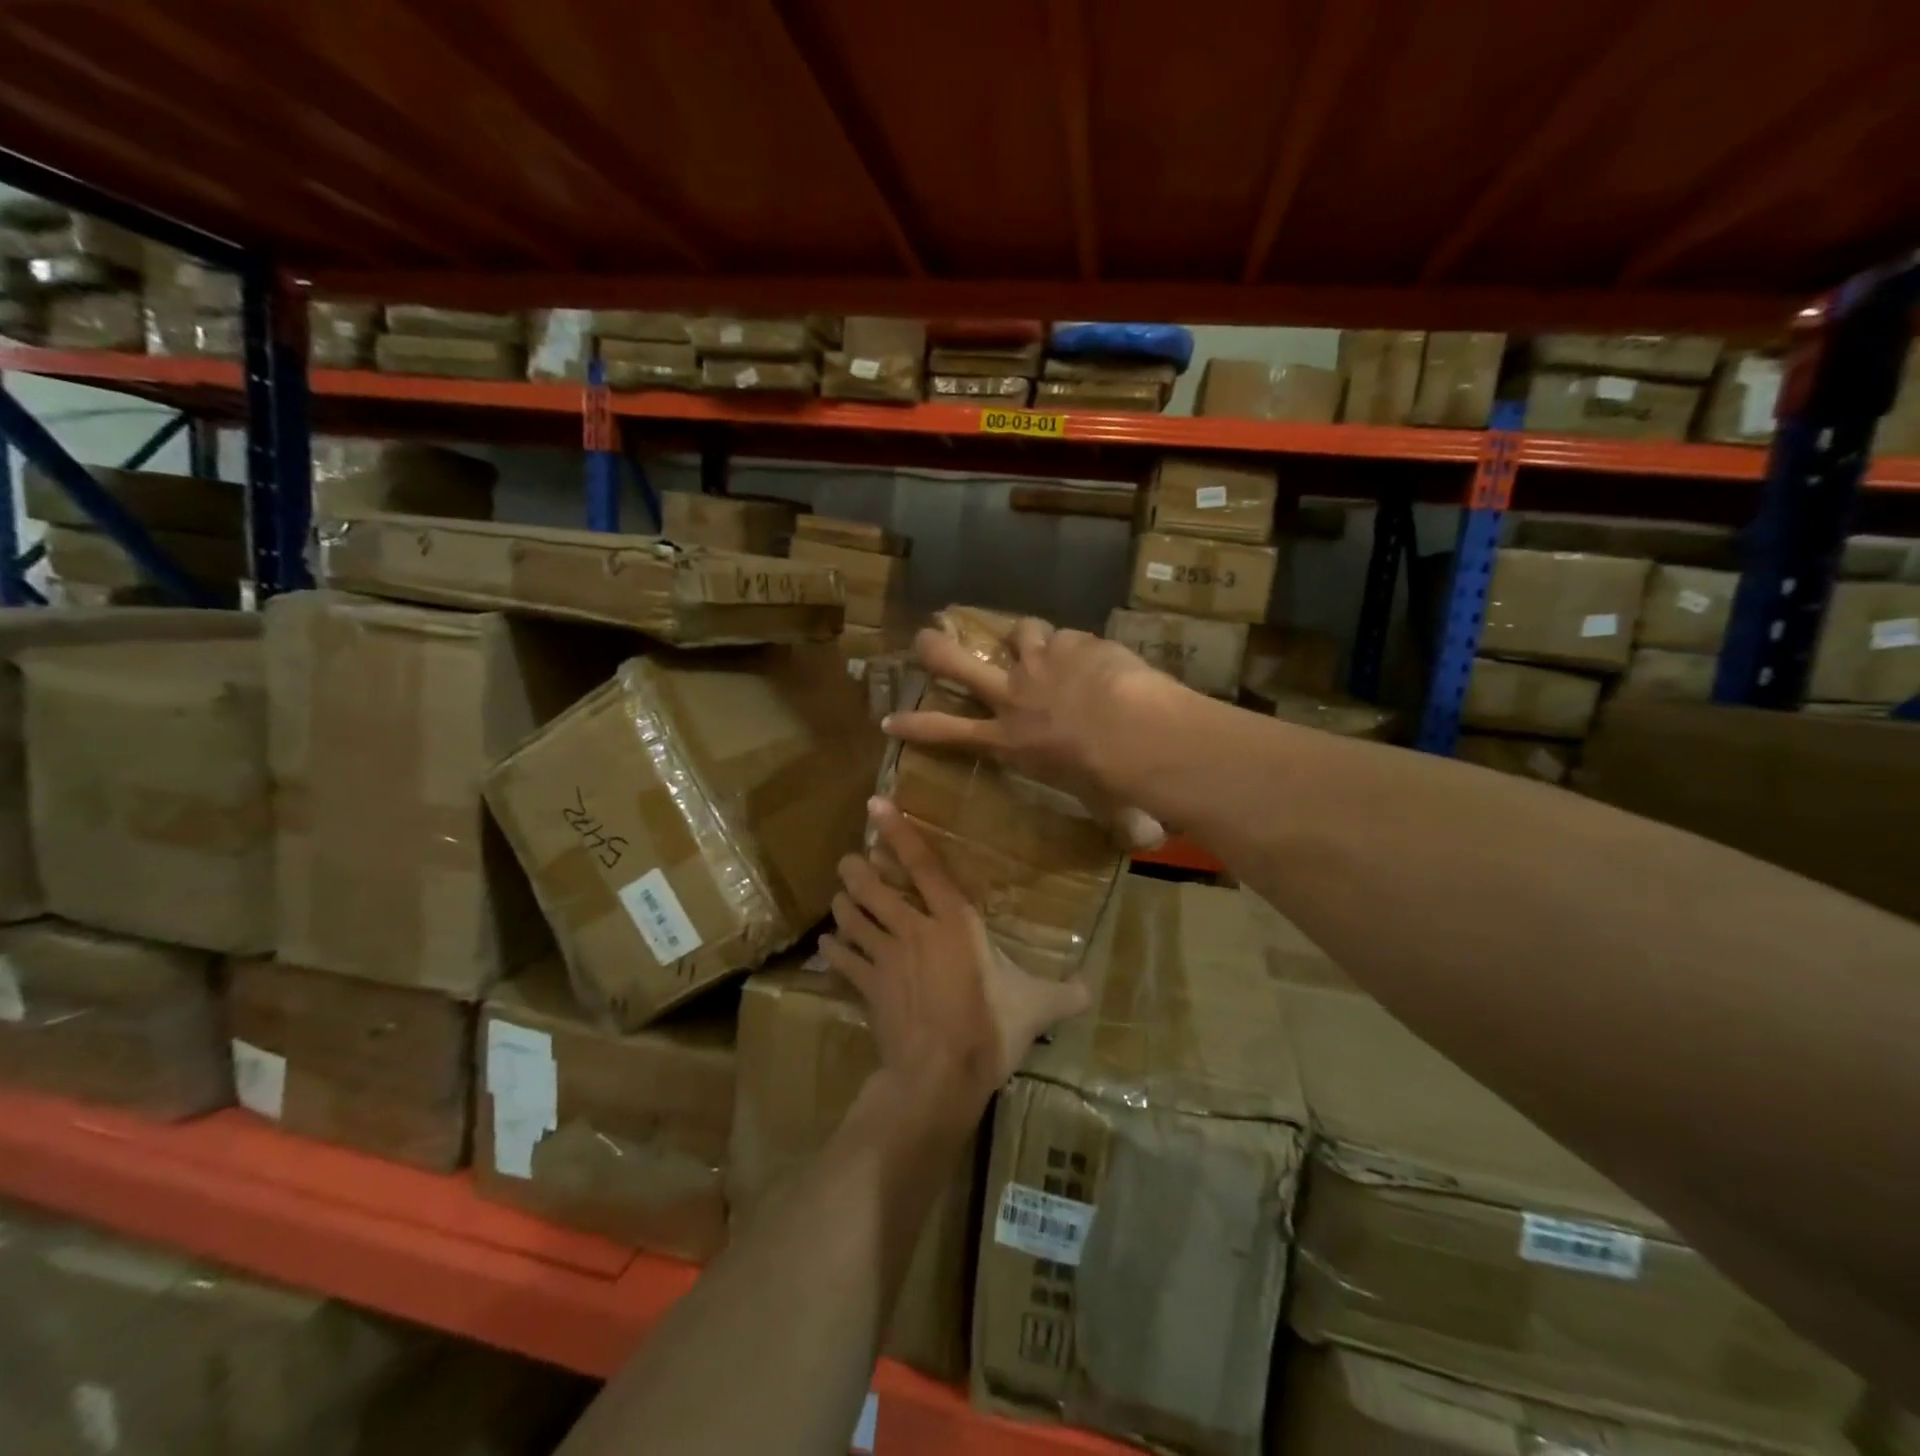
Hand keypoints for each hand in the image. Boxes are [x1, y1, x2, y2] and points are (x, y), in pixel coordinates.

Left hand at [820, 799, 1090, 1122]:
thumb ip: (1064, 994)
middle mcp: (914, 930)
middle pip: (874, 888)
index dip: (900, 833)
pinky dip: (834, 951)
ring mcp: (886, 958)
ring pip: (852, 919)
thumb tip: (1091, 990)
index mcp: (955, 923)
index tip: (877, 805)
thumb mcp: (1036, 1008)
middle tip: (848, 860)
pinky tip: (827, 947)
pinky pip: (843, 961)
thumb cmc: (990, 1029)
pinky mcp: (868, 987)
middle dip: (857, 870)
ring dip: (843, 907)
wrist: (940, 1075)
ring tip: (839, 899)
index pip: (924, 866)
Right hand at [883, 616, 1172, 849]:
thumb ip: (1105, 807)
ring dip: (1025, 636)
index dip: (915, 726)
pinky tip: (1097, 655)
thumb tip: (1145, 840)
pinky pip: (1068, 636)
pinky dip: (1078, 645)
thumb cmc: (1108, 780)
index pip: (948, 733)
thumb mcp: (1093, 799)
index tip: (889, 720)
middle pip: (959, 666)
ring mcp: (1038, 664)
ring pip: (1018, 632)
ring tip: (1036, 640)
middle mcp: (1013, 698)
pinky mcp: (1071, 643)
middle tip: (925, 638)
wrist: (1132, 734)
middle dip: (936, 650)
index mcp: (1009, 741)